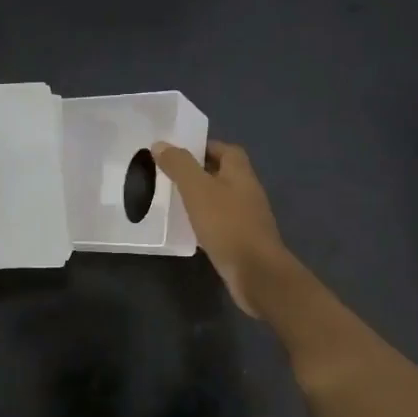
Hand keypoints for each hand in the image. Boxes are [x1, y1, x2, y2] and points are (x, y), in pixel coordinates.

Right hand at [152, 140, 294, 316]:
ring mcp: (247, 217)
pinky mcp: (242, 240)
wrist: (256, 272)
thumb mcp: (197, 190)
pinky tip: (188, 229)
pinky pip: (221, 223)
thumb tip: (161, 144)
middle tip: (170, 176)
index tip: (178, 152)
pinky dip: (205, 221)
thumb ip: (179, 165)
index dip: (204, 147)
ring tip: (173, 201)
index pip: (225, 149)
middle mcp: (247, 191)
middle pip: (223, 174)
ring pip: (221, 199)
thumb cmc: (227, 225)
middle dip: (199, 172)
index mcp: (241, 173)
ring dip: (201, 198)